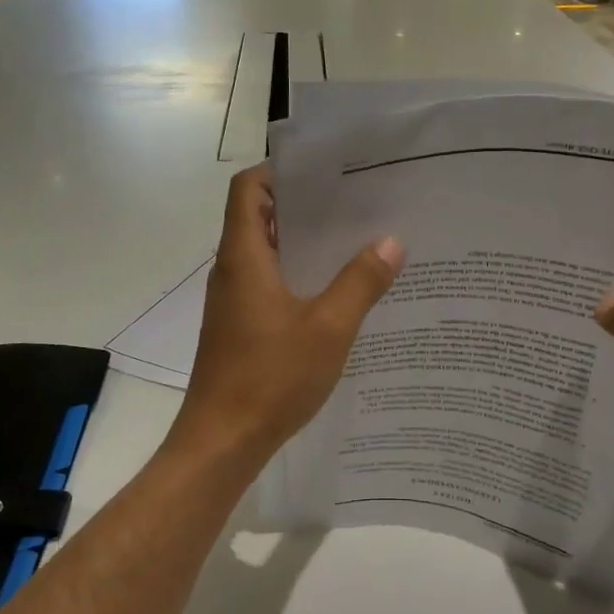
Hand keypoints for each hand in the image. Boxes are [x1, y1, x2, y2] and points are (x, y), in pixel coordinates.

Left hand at [167, 164, 404, 471]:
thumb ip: (360, 282)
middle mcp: (233, 271)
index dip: (281, 171)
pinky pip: (270, 285)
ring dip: (305, 245)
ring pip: (268, 255)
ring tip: (356, 241)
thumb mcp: (328, 328)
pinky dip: (300, 278)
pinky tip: (338, 293)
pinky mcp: (241, 328)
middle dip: (305, 206)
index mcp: (244, 257)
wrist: (223, 442)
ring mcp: (234, 302)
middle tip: (356, 203)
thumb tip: (391, 241)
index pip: (249, 189)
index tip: (325, 172)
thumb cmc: (271, 378)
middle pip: (261, 217)